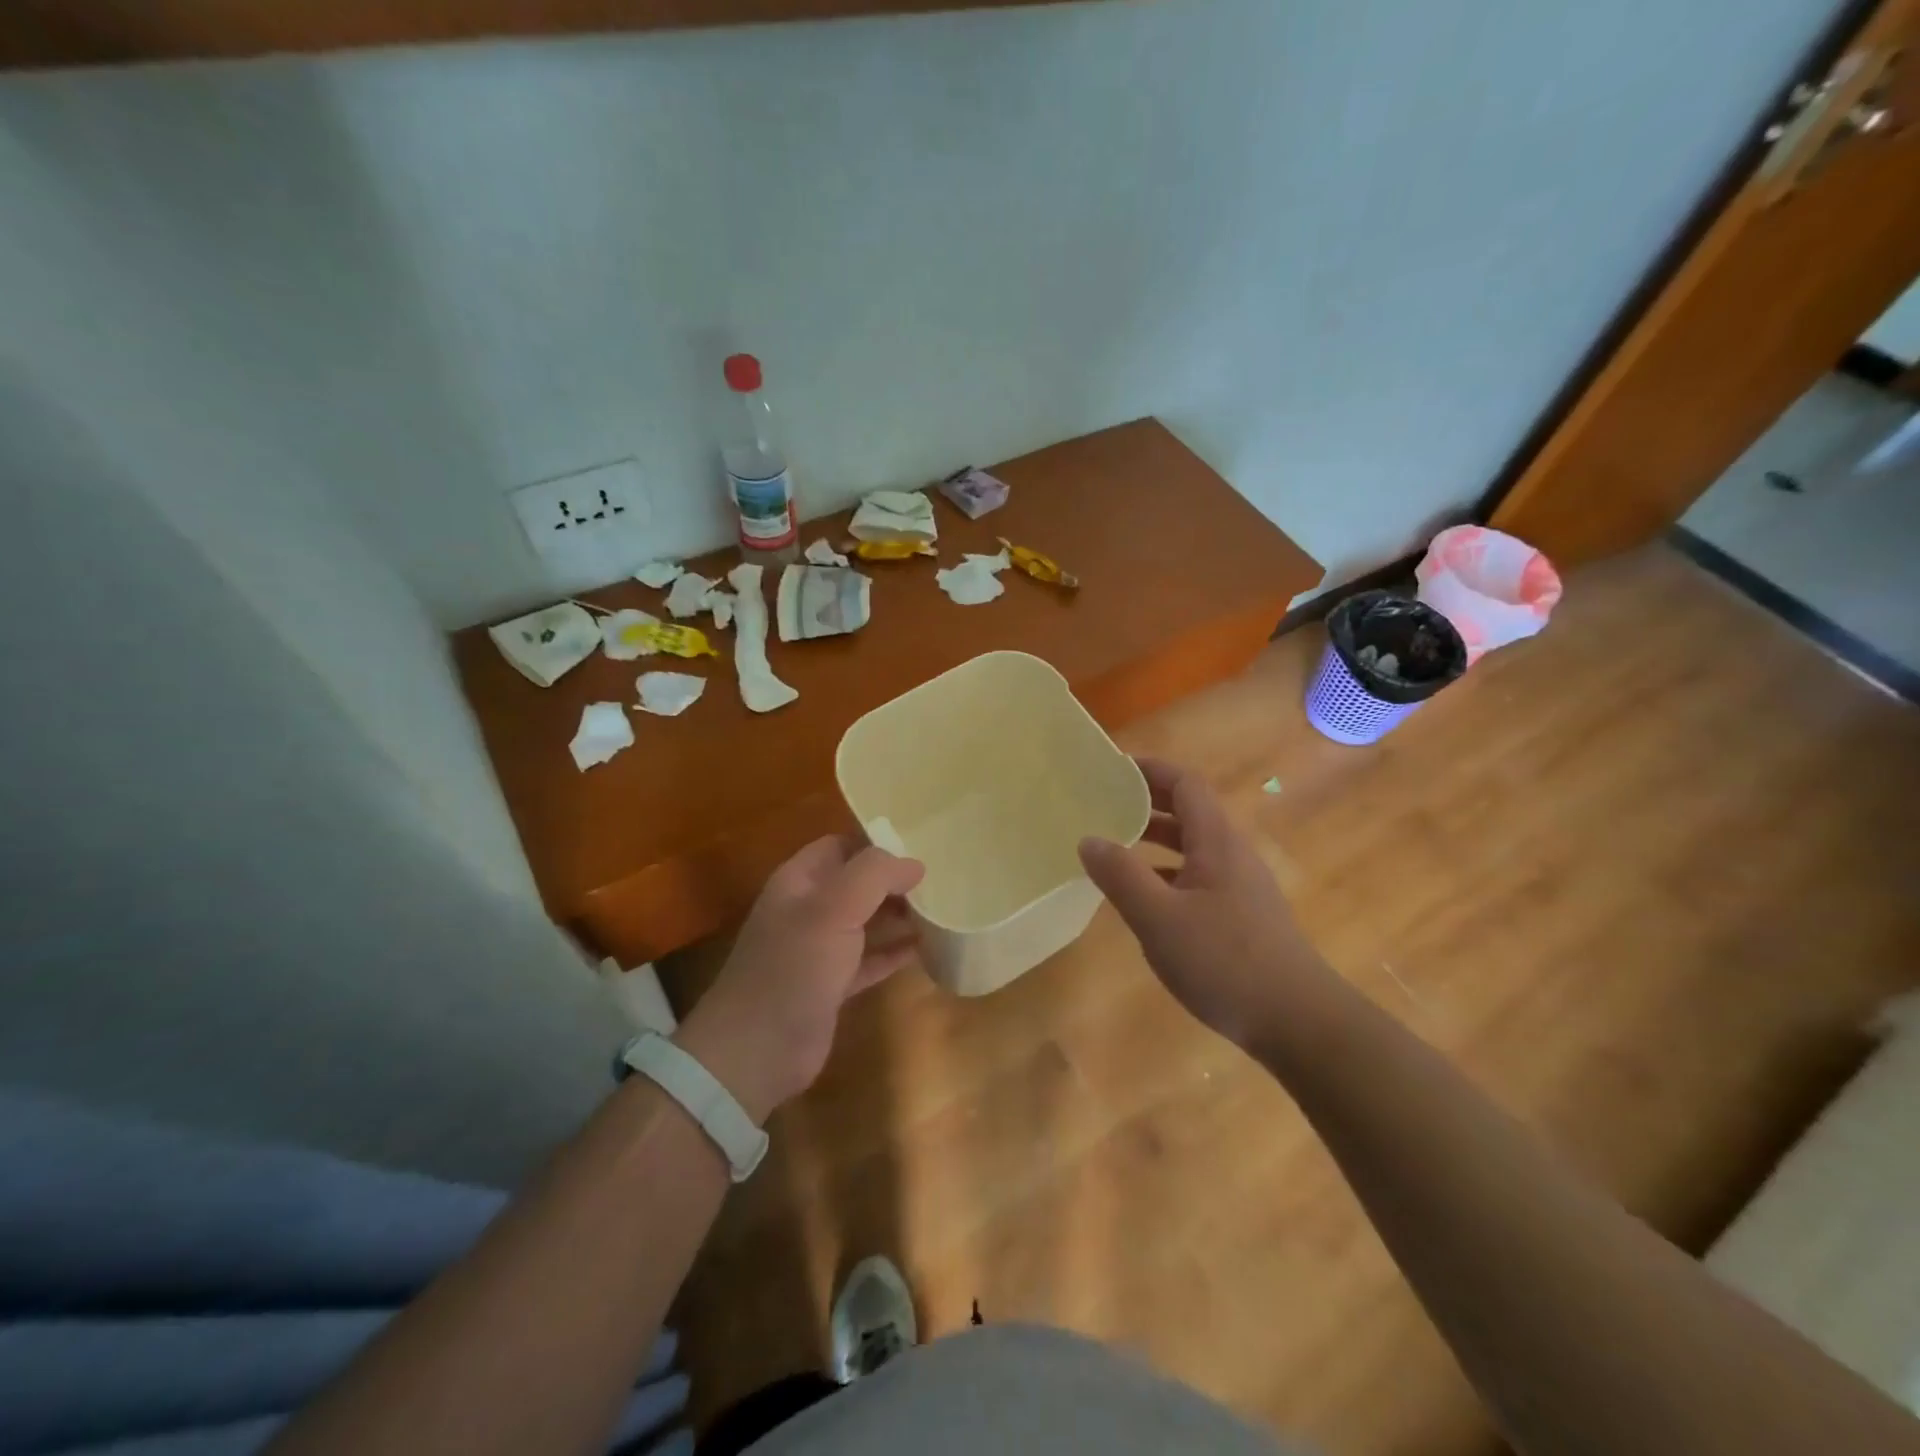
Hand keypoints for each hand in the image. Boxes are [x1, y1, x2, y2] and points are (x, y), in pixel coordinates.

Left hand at [675, 837, 924, 1122]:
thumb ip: (875, 876)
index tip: (917, 850)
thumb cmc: (794, 966)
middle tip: (936, 882)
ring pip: (864, 921)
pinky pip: (868, 960)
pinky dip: (892, 953)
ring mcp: (818, 950)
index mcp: (799, 882)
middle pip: (855, 883)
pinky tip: (922, 949)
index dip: (874, 845)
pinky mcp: (831, 986)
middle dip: (891, 881)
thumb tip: (914, 864)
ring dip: (896, 915)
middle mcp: (807, 910)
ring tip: (939, 910)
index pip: (839, 846)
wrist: (757, 1050)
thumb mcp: (834, 908)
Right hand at [1078, 758, 1339, 1050]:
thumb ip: (1121, 876)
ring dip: (1155, 840)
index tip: (1111, 771)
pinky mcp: (1242, 916)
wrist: (1299, 1022)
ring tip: (1115, 847)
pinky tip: (1145, 900)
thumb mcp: (1159, 919)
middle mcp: (1232, 855)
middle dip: (1147, 803)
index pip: (1185, 784)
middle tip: (1103, 805)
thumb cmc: (1225, 962)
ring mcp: (1240, 887)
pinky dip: (1167, 874)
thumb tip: (1088, 839)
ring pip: (1193, 847)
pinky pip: (1197, 877)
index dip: (1150, 771)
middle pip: (1189, 812)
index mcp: (1217, 842)